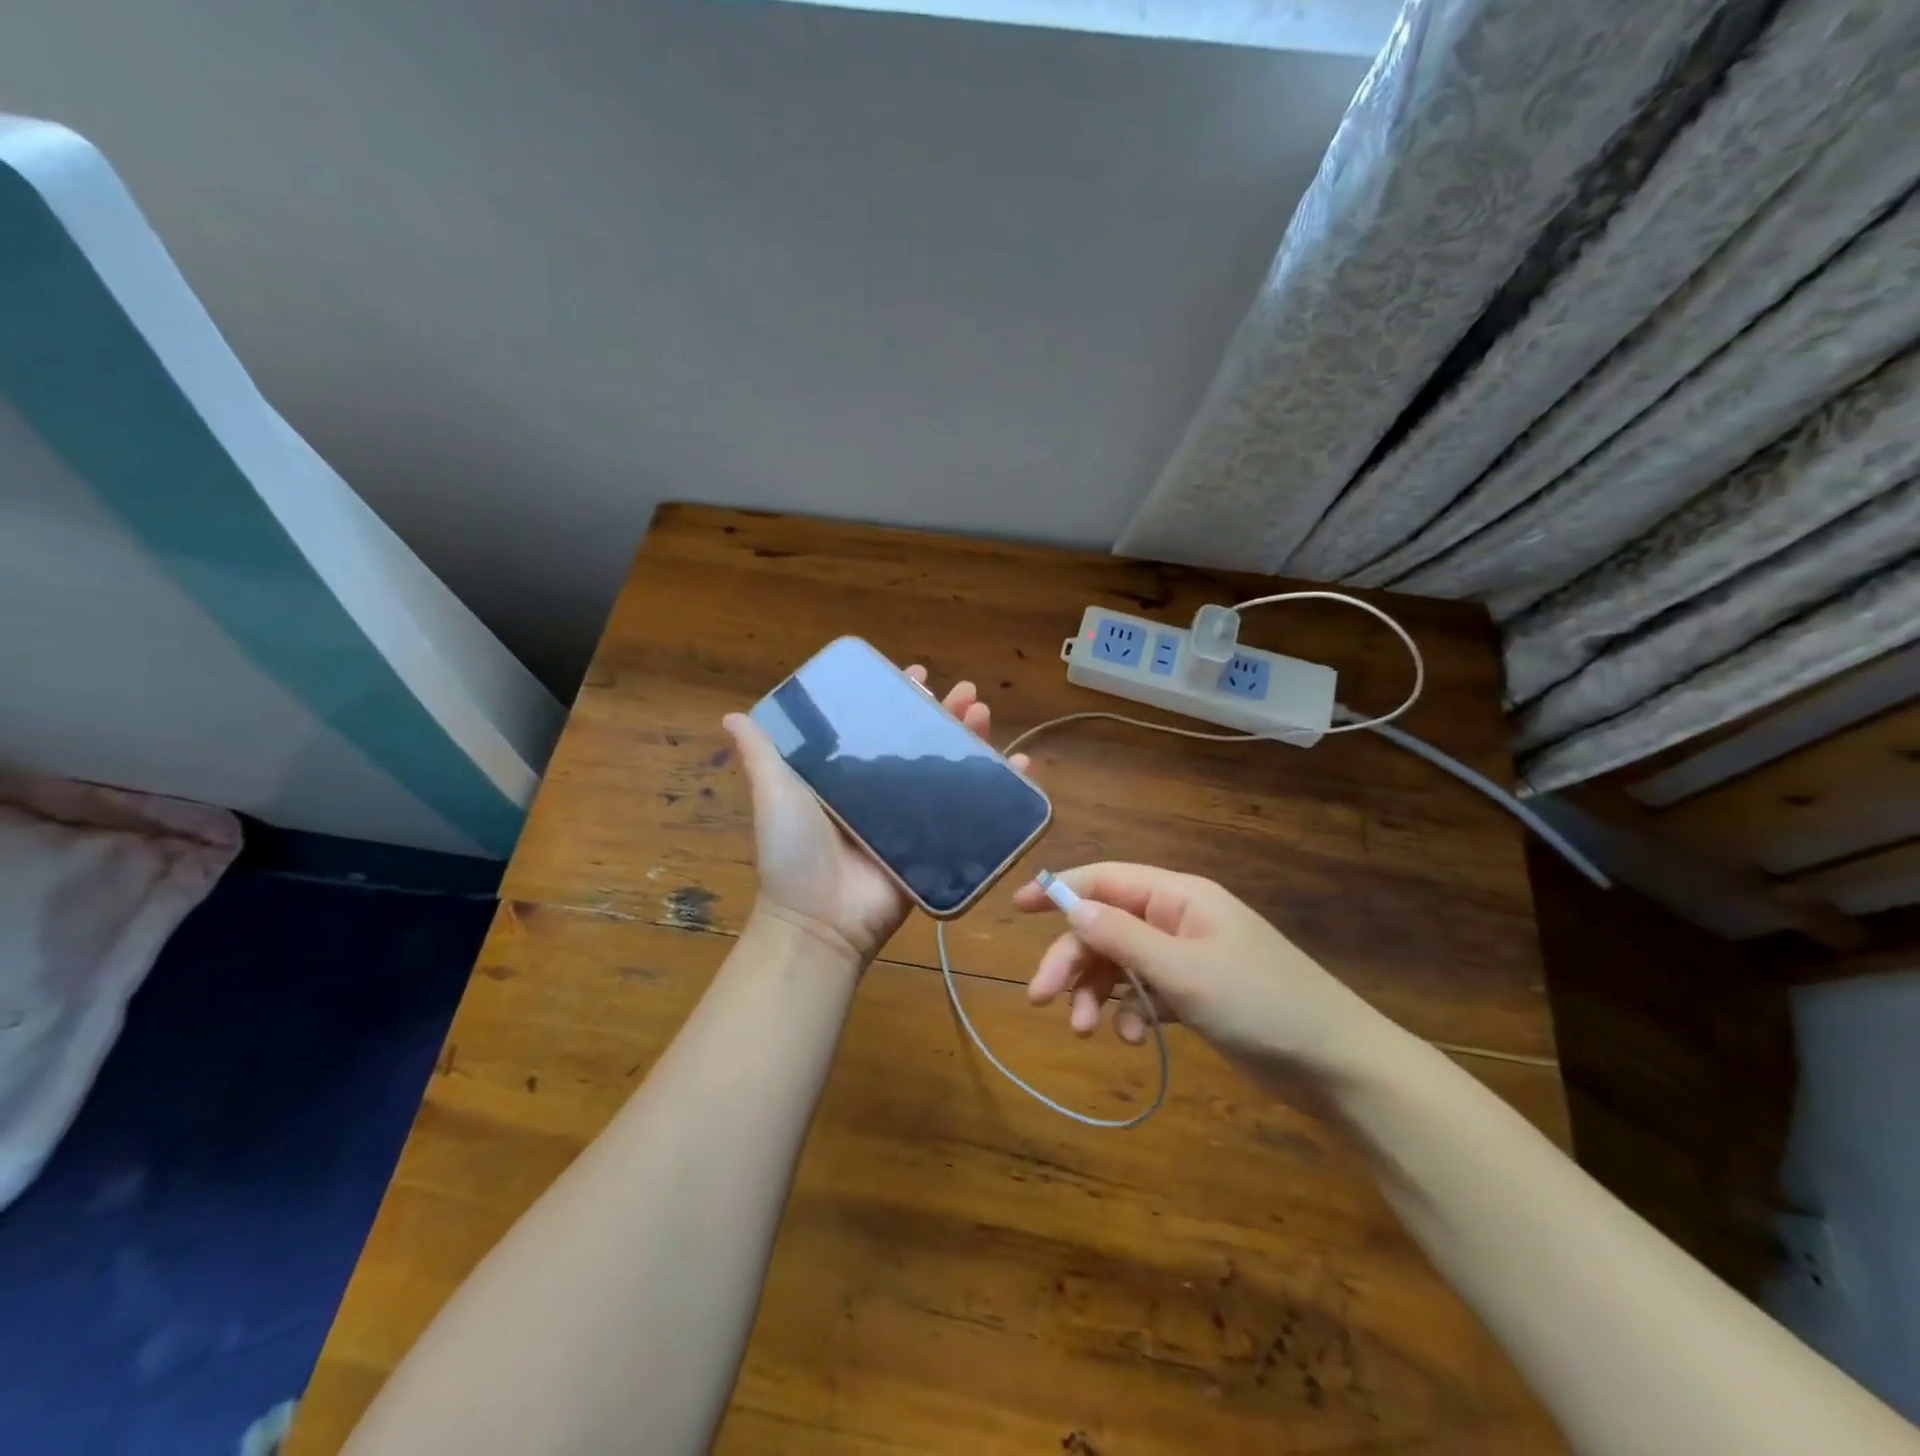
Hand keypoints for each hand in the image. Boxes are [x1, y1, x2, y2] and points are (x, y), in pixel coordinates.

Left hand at [723, 668, 1032, 965]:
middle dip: (946, 714)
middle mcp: (883, 794)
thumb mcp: (774, 796)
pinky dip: (1001, 790)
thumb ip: (761, 757)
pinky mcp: (937, 848)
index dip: (899, 700)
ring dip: (973, 741)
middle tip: (966, 692)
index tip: (917, 675)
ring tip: (984, 714)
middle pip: (922, 744)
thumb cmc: (793, 855)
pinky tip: (1021, 766)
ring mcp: (913, 821)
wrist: (820, 923)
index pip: (880, 728)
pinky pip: (972, 814)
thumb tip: (733, 715)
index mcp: (850, 778)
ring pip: (950, 772)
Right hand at [1012, 863, 1389, 1077]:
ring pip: (1121, 963)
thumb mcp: (1184, 970)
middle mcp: (1178, 920)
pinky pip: (1145, 993)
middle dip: (1073, 960)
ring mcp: (1187, 958)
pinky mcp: (1196, 995)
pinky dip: (1132, 1012)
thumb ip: (1122, 937)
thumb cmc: (1260, 1003)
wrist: (1337, 1064)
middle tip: (1041, 1000)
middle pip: (1106, 926)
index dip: (1059, 890)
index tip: (1017, 908)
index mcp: (1179, 896)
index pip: (1105, 879)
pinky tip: (1133, 1038)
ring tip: (1088, 1030)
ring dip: (1098, 992)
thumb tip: (1070, 906)